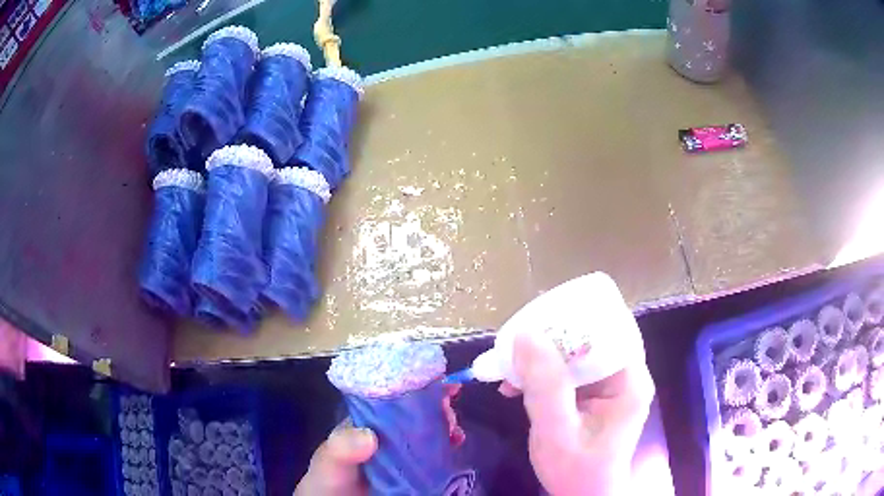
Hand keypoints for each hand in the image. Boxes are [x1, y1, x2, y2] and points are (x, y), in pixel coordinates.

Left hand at [294, 384, 464, 495]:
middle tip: (448, 413)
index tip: (438, 383)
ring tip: (454, 430)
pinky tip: (457, 443)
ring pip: (428, 429)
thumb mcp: (329, 461)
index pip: (391, 397)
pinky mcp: (413, 469)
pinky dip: (448, 444)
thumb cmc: (328, 480)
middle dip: (436, 405)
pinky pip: (434, 452)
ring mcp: (401, 451)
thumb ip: (341, 447)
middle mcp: (386, 433)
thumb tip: (370, 435)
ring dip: (445, 423)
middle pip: (415, 411)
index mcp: (366, 422)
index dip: (415, 387)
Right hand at [499, 331, 654, 495]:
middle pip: (591, 338)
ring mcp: (610, 385)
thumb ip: (545, 386)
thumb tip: (525, 335)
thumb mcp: (557, 431)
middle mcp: (625, 375)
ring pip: (577, 353)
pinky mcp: (595, 394)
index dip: (575, 319)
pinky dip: (543, 374)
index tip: (538, 320)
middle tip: (517, 345)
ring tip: (511, 367)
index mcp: (629, 380)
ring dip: (543, 357)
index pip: (609, 329)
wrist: (583, 495)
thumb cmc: (576, 470)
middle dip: (552, 339)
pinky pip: (569, 371)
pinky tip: (517, 385)